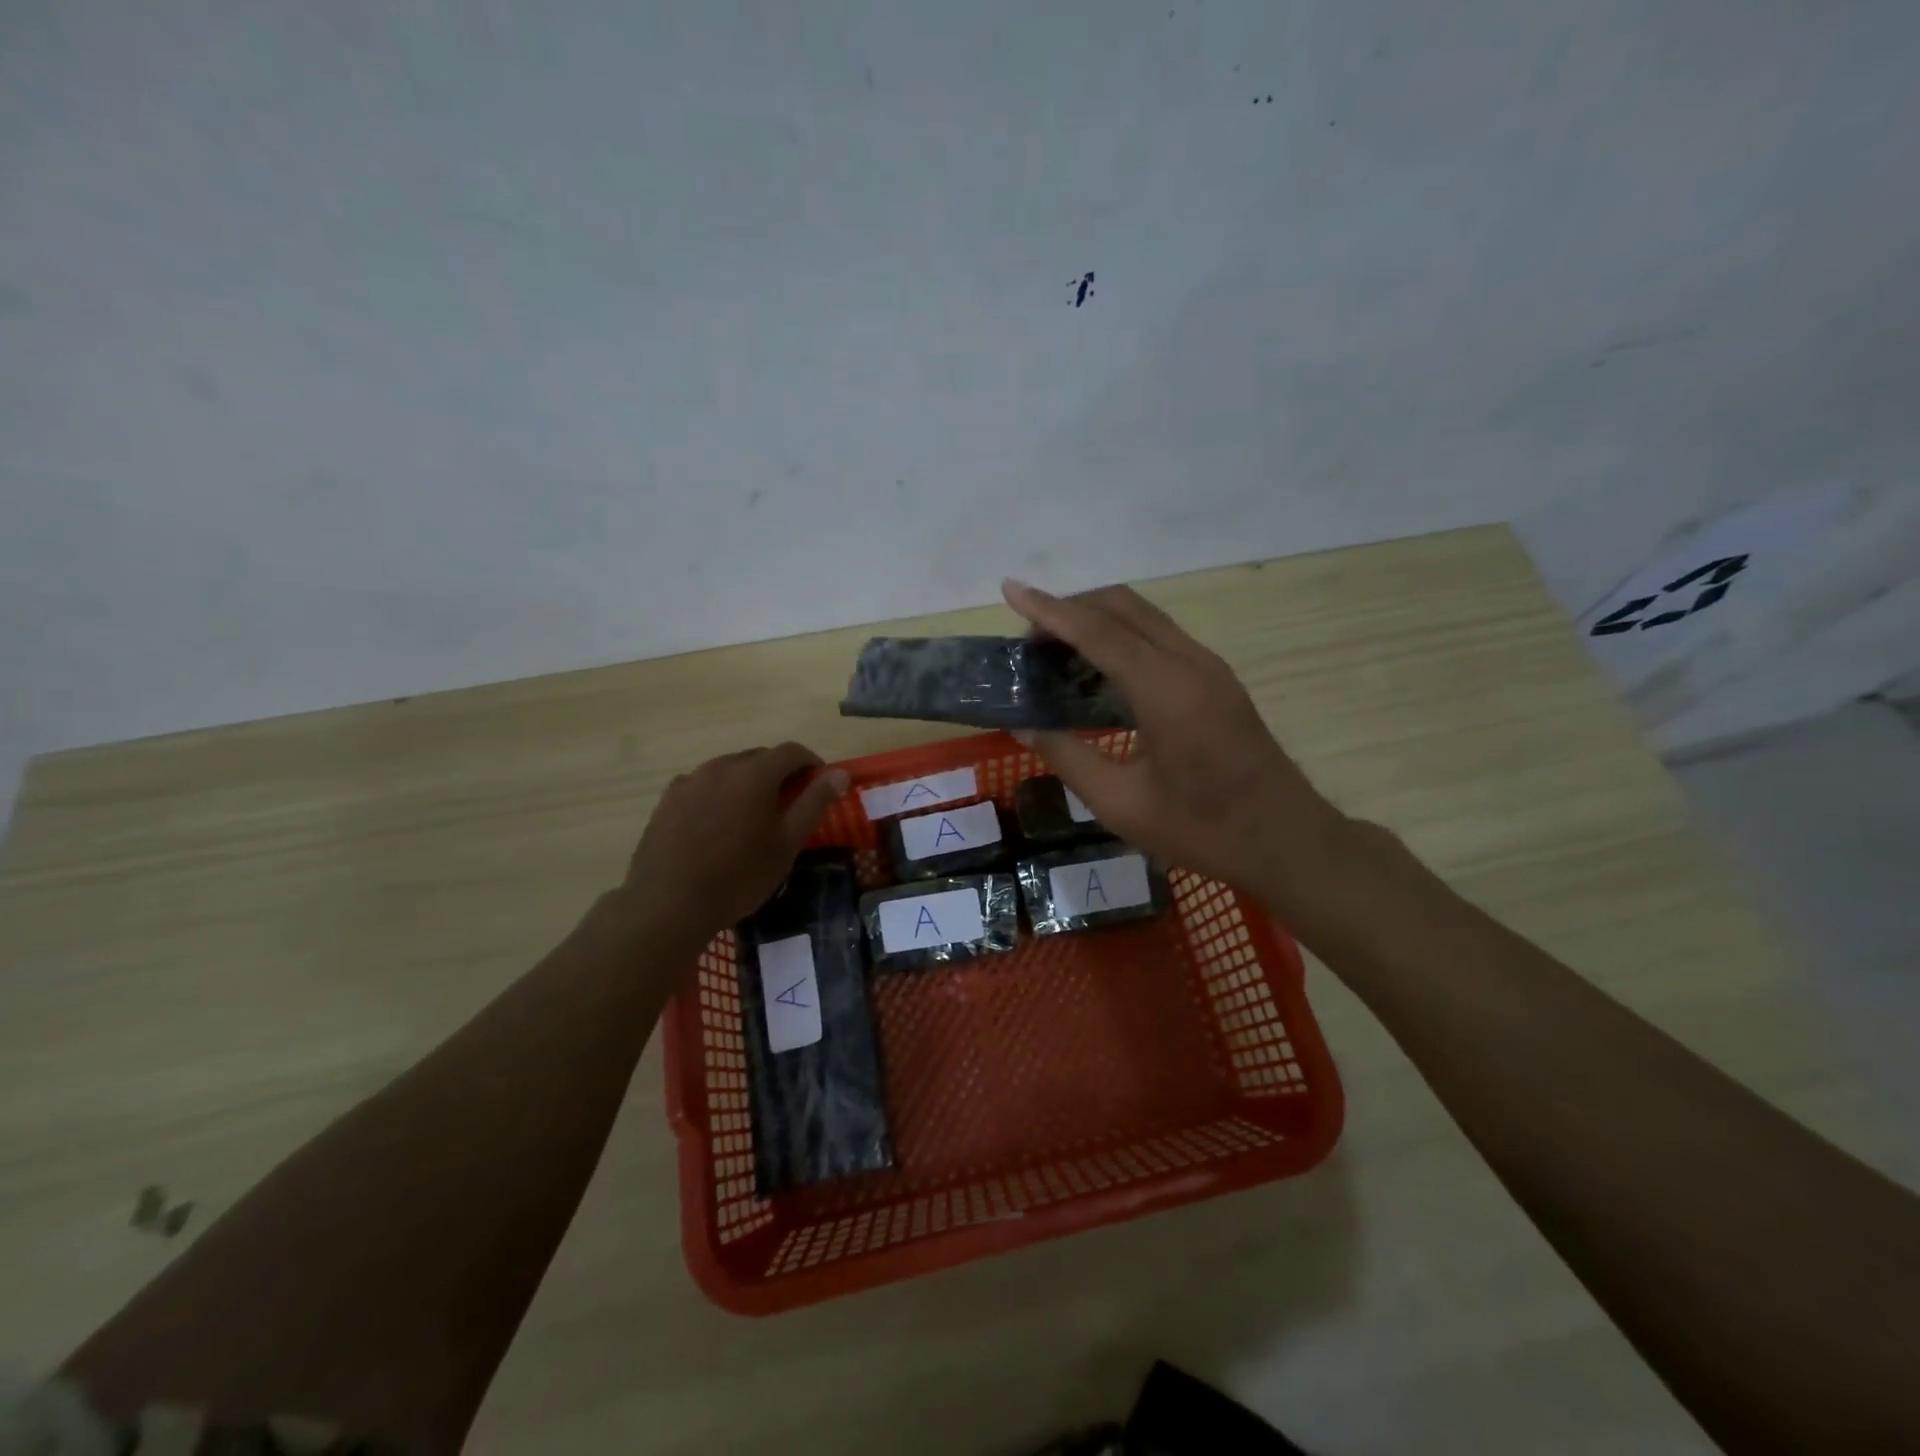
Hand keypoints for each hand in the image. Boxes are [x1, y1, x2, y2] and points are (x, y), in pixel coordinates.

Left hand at [622, 743, 849, 936]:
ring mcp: (690, 780)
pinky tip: (717, 826)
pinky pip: (703, 785)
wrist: (668, 904)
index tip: (819, 785)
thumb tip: (839, 774)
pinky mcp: (668, 798)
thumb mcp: (787, 843)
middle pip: (759, 757)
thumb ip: (814, 803)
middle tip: (788, 805)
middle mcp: (721, 766)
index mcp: (755, 774)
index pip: (791, 751)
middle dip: (779, 773)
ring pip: (729, 770)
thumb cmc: (739, 876)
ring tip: (751, 817)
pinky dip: (719, 795)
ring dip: (747, 783)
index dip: (811, 763)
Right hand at [1002, 579, 1352, 907]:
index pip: (1098, 631)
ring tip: (1056, 655)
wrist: (1285, 840)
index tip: (1009, 589)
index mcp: (1166, 690)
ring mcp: (1209, 667)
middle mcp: (1190, 662)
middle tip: (1030, 644)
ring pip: (1144, 617)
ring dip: (1096, 621)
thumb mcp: (1120, 803)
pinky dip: (1121, 638)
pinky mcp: (1217, 679)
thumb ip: (1067, 756)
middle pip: (1123, 606)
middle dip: (1070, 609)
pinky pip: (1159, 637)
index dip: (1049, 610)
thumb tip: (1024, 725)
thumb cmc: (1200, 829)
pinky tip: (1098, 673)